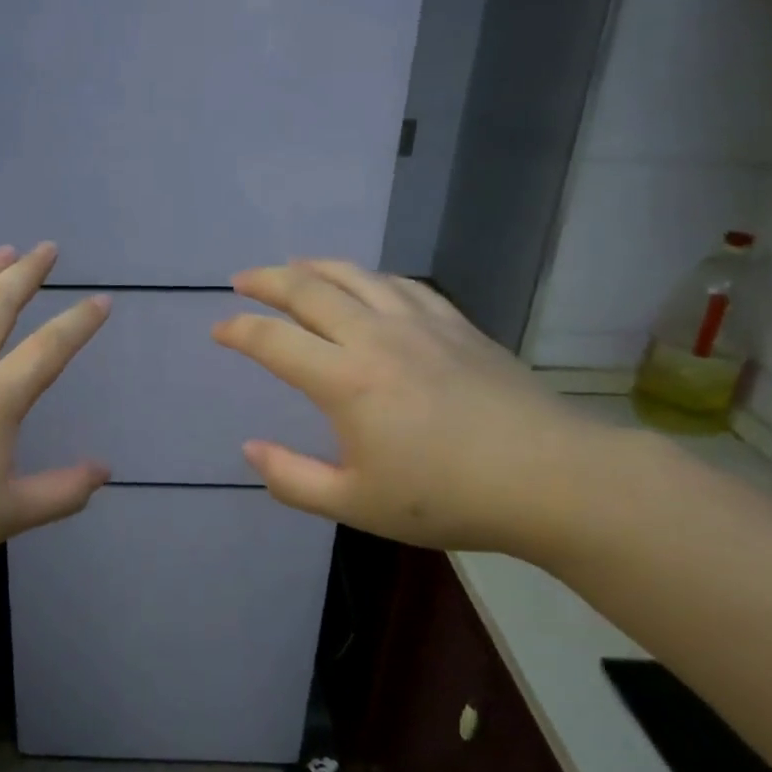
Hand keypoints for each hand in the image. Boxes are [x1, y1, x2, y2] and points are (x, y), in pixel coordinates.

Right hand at [211, 260, 601, 551]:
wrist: (552, 479)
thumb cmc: (447, 497)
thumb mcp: (356, 504)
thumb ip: (293, 479)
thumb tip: (250, 450)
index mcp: (345, 381)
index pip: (273, 341)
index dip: (238, 331)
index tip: (218, 330)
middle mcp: (375, 338)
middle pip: (309, 291)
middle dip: (268, 281)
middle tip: (243, 280)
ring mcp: (420, 324)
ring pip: (355, 276)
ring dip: (315, 267)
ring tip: (294, 268)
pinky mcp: (456, 325)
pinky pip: (402, 285)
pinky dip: (370, 278)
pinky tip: (367, 283)